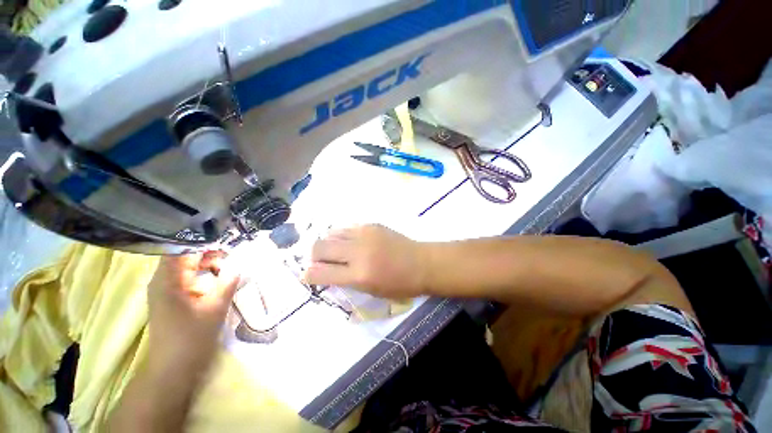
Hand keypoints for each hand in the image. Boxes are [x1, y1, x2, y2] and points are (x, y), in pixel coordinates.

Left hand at [146, 251, 238, 377]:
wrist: (173, 369)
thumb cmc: (191, 338)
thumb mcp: (215, 307)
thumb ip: (228, 281)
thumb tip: (240, 263)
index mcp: (168, 280)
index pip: (182, 248)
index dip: (204, 241)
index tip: (227, 238)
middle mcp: (162, 281)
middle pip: (185, 255)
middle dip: (210, 252)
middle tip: (234, 253)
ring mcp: (165, 290)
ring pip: (187, 266)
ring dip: (208, 263)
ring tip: (230, 265)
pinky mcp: (171, 298)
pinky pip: (188, 277)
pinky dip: (204, 274)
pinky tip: (220, 278)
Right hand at [303, 224, 427, 297]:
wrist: (422, 262)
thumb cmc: (399, 284)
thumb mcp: (371, 291)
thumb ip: (346, 280)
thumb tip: (325, 272)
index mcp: (359, 275)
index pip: (321, 273)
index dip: (308, 275)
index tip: (307, 275)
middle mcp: (358, 252)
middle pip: (320, 247)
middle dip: (313, 255)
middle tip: (320, 261)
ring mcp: (365, 234)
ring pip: (331, 233)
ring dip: (328, 244)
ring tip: (336, 251)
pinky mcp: (371, 225)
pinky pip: (347, 228)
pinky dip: (342, 236)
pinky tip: (350, 242)